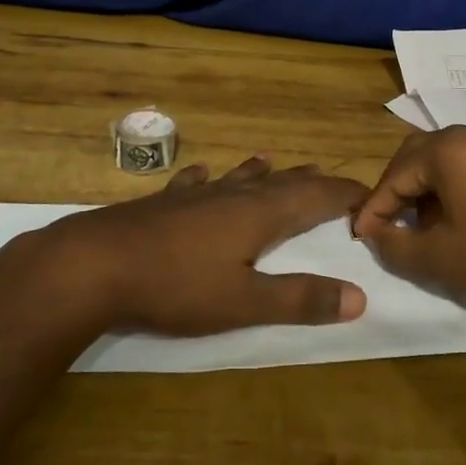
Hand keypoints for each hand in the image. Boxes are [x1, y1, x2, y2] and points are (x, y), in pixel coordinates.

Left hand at [29, 157, 369, 334]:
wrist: (96, 263)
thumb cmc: (175, 285)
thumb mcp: (243, 302)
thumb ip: (299, 299)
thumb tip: (359, 296)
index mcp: (260, 214)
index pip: (316, 196)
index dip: (345, 196)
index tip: (369, 198)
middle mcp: (232, 195)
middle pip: (281, 182)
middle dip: (310, 182)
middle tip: (331, 181)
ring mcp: (195, 195)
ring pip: (238, 178)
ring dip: (263, 173)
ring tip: (274, 162)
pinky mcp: (163, 202)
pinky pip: (194, 183)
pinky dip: (208, 178)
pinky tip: (201, 174)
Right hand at [350, 126, 465, 312]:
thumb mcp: (440, 258)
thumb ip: (395, 246)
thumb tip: (376, 234)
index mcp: (448, 149)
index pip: (394, 175)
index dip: (374, 208)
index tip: (360, 235)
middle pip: (418, 156)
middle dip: (398, 190)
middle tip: (388, 224)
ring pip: (448, 159)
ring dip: (427, 189)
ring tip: (425, 226)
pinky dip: (457, 187)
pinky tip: (463, 219)